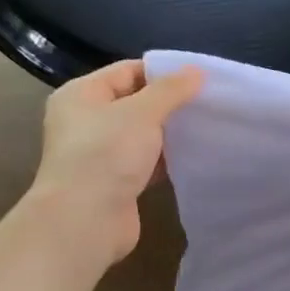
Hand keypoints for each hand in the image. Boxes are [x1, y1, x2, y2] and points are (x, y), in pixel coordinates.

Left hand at [30, 59, 202, 268]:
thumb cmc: (107, 154)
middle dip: (169, 104)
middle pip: (134, 102)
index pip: (126, 71)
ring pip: (141, 135)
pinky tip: (192, 157)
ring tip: (205, 127)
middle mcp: (85, 121)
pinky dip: (165, 159)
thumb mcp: (142, 112)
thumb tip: (196, 70)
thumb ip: (171, 90)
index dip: (162, 73)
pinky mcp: (115, 182)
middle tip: (207, 103)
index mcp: (81, 95)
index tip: (199, 80)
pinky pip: (145, 162)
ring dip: (169, 133)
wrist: (86, 220)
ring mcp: (99, 154)